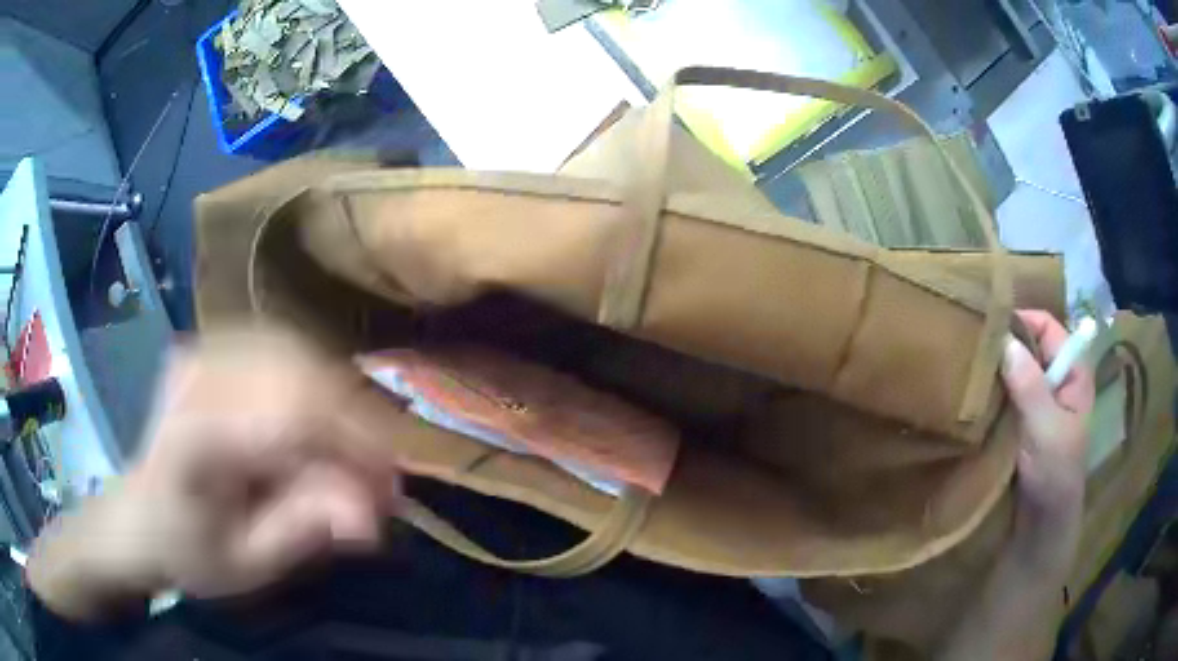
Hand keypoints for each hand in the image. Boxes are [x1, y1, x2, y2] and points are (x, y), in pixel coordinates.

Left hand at [27, 328, 405, 620]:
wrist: (140, 517)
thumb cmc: (190, 551)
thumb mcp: (247, 564)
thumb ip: (303, 531)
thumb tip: (370, 515)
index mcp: (192, 436)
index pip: (290, 417)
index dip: (353, 447)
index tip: (390, 494)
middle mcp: (195, 374)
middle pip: (299, 374)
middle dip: (355, 426)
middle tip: (380, 480)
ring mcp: (202, 349)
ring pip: (297, 351)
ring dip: (341, 402)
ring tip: (357, 453)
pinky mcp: (211, 344)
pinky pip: (282, 346)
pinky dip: (317, 382)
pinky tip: (324, 419)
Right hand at [938, 310, 1094, 659]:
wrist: (1041, 525)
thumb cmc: (1054, 475)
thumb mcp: (1046, 429)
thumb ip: (1030, 385)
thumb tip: (1004, 340)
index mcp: (1073, 373)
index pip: (1050, 328)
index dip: (1024, 319)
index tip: (990, 322)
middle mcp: (1058, 380)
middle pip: (1032, 345)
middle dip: (1006, 341)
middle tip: (973, 343)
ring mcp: (1040, 402)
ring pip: (1018, 370)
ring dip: (997, 368)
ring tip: (968, 365)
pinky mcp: (1023, 422)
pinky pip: (1008, 394)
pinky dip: (993, 390)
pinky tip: (974, 393)